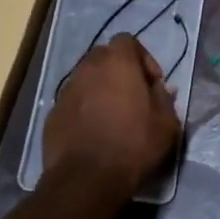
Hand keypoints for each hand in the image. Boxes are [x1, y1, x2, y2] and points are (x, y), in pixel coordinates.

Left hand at [44, 35, 179, 195]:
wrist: (87, 178)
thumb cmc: (133, 144)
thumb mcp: (166, 123)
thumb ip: (165, 99)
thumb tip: (161, 89)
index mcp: (117, 63)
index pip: (128, 41)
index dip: (143, 58)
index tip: (152, 83)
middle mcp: (88, 68)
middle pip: (104, 57)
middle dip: (119, 71)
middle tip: (133, 96)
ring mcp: (66, 90)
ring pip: (86, 79)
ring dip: (101, 89)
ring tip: (113, 115)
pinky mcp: (53, 113)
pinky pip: (74, 101)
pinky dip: (84, 108)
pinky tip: (94, 132)